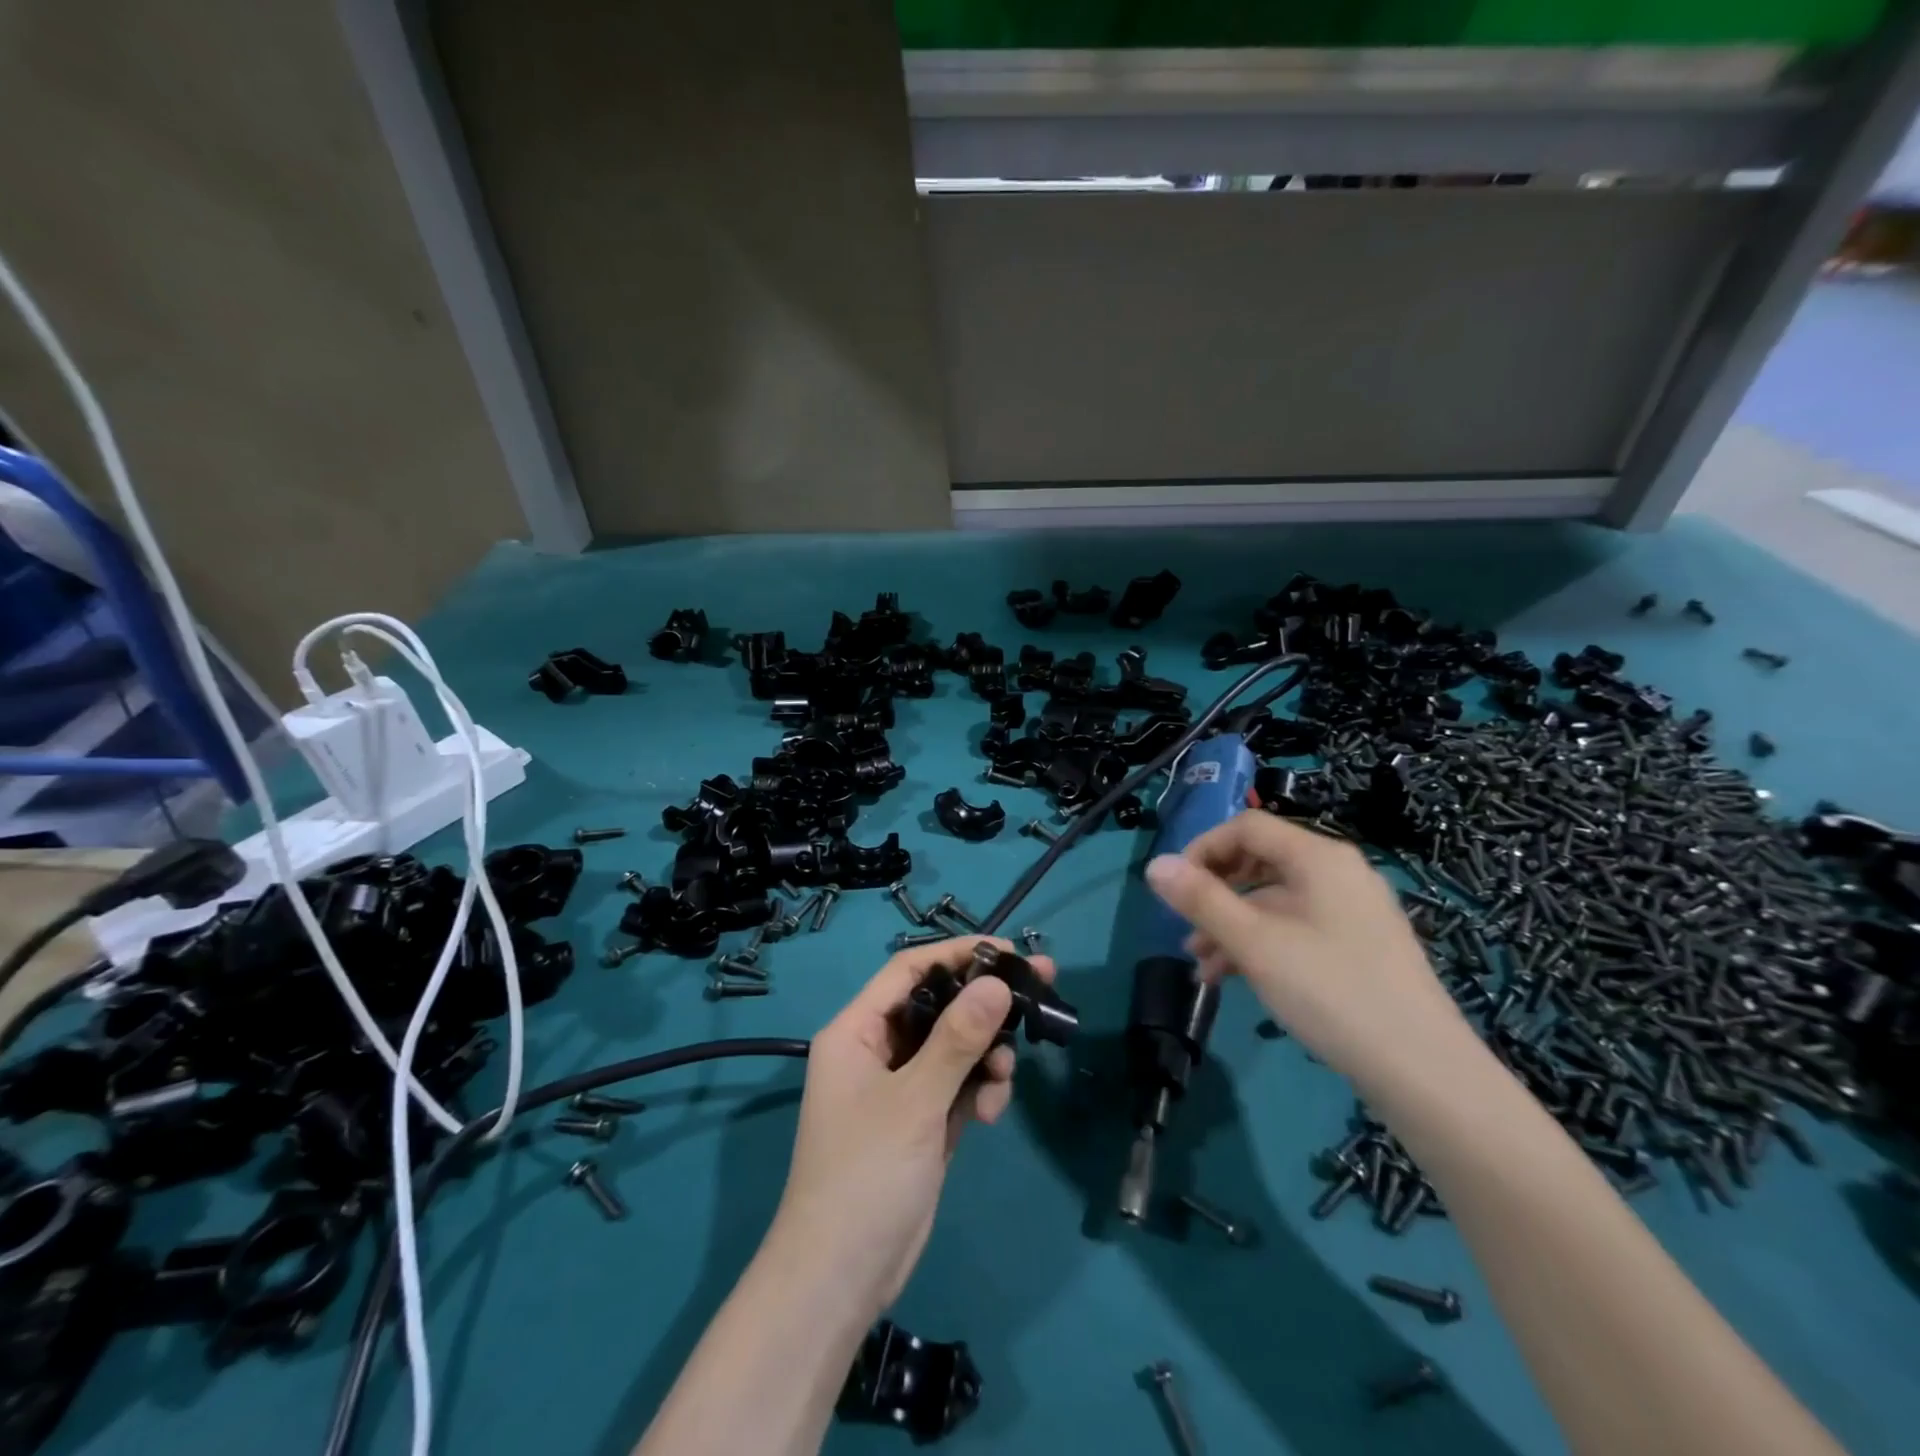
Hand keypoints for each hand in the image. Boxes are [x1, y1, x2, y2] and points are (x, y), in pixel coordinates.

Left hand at [770, 936, 1054, 1319]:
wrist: (841, 1279)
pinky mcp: (921, 1120)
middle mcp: (876, 1049)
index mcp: (856, 1031)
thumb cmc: (866, 1176)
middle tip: (1039, 994)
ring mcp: (900, 1087)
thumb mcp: (915, 1101)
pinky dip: (979, 1091)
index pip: (910, 970)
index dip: (958, 954)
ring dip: (985, 1056)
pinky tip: (991, 1114)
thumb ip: (957, 1039)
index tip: (1010, 952)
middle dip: (985, 1005)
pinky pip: (957, 1085)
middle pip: (938, 1007)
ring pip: (954, 1047)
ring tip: (1003, 1080)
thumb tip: (996, 982)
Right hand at [1145, 811, 1478, 1104]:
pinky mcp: (1360, 946)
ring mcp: (1353, 911)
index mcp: (1318, 857)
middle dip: (1215, 891)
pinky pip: (1297, 927)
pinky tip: (1235, 978)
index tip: (1174, 888)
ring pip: (1276, 900)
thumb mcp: (1254, 943)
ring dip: (1232, 924)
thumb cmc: (1331, 992)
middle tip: (1184, 925)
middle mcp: (1339, 872)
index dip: (1203, 849)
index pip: (1247, 827)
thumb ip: (1201, 899)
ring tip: (1201, 964)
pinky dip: (1262, 943)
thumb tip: (1154, 864)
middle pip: (1261, 861)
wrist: (1424, 1072)